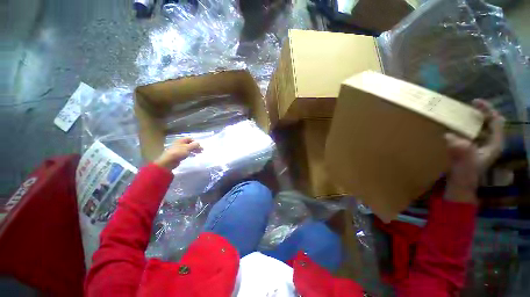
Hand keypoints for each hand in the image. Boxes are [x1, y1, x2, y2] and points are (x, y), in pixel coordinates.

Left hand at [154, 138, 201, 170]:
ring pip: (188, 148)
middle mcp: (180, 143)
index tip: (200, 146)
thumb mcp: (188, 148)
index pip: (190, 138)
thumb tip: (199, 143)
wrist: (169, 161)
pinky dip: (190, 153)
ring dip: (194, 150)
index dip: (195, 142)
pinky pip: (186, 152)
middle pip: (189, 143)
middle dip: (196, 146)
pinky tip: (193, 156)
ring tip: (198, 153)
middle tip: (201, 150)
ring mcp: (179, 149)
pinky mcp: (178, 154)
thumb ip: (194, 145)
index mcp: (181, 140)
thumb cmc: (179, 152)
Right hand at [444, 99, 504, 203]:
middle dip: (479, 114)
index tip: (474, 102)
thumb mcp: (465, 163)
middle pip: (489, 122)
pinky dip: (461, 128)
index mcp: (494, 144)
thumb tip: (449, 136)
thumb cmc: (465, 175)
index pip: (496, 121)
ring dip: (470, 120)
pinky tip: (451, 128)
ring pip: (479, 127)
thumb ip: (461, 150)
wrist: (459, 185)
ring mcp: (479, 146)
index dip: (487, 110)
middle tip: (464, 108)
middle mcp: (489, 143)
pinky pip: (468, 133)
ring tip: (457, 115)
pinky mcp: (469, 148)